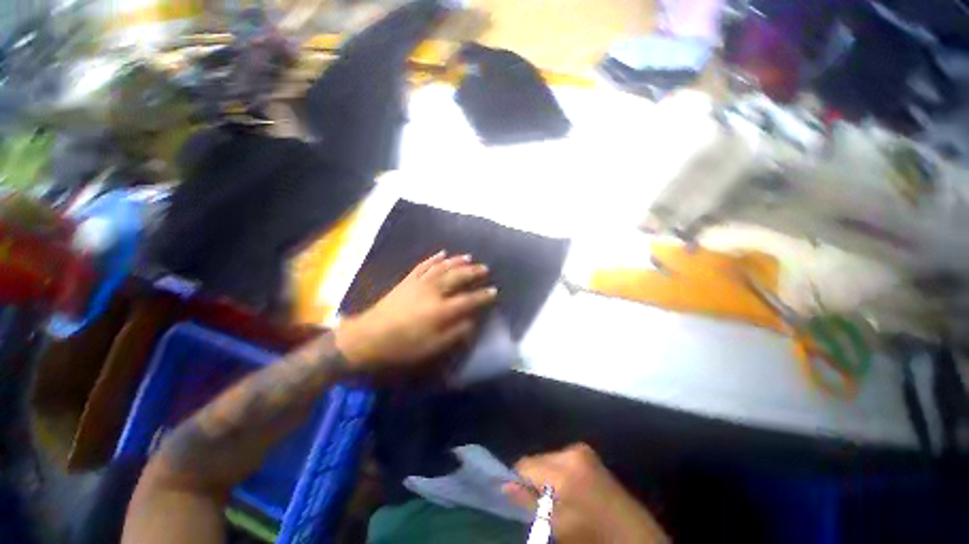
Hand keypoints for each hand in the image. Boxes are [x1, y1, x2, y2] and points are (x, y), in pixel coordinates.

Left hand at [335, 251, 496, 371]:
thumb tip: (472, 322)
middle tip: (485, 268)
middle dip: (473, 272)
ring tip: (469, 257)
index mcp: (441, 310)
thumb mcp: (432, 347)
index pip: (469, 300)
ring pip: (443, 267)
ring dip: (457, 261)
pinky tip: (442, 253)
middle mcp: (433, 291)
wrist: (369, 337)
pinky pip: (423, 265)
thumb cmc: (402, 346)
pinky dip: (434, 258)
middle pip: (457, 277)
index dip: (483, 295)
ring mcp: (419, 283)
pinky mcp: (408, 280)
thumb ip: (455, 334)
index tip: (494, 291)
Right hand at [504, 444, 668, 543]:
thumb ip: (529, 503)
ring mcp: (583, 451)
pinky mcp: (590, 455)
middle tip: (544, 505)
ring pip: (549, 460)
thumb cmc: (593, 536)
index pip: (525, 465)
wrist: (634, 538)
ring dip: (547, 478)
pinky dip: (559, 475)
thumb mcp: (558, 527)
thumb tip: (505, 486)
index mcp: (564, 468)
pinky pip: (562, 461)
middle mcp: (572, 451)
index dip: (518, 482)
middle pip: (537, 460)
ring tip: (559, 500)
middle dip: (535, 480)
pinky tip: (570, 493)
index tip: (520, 499)